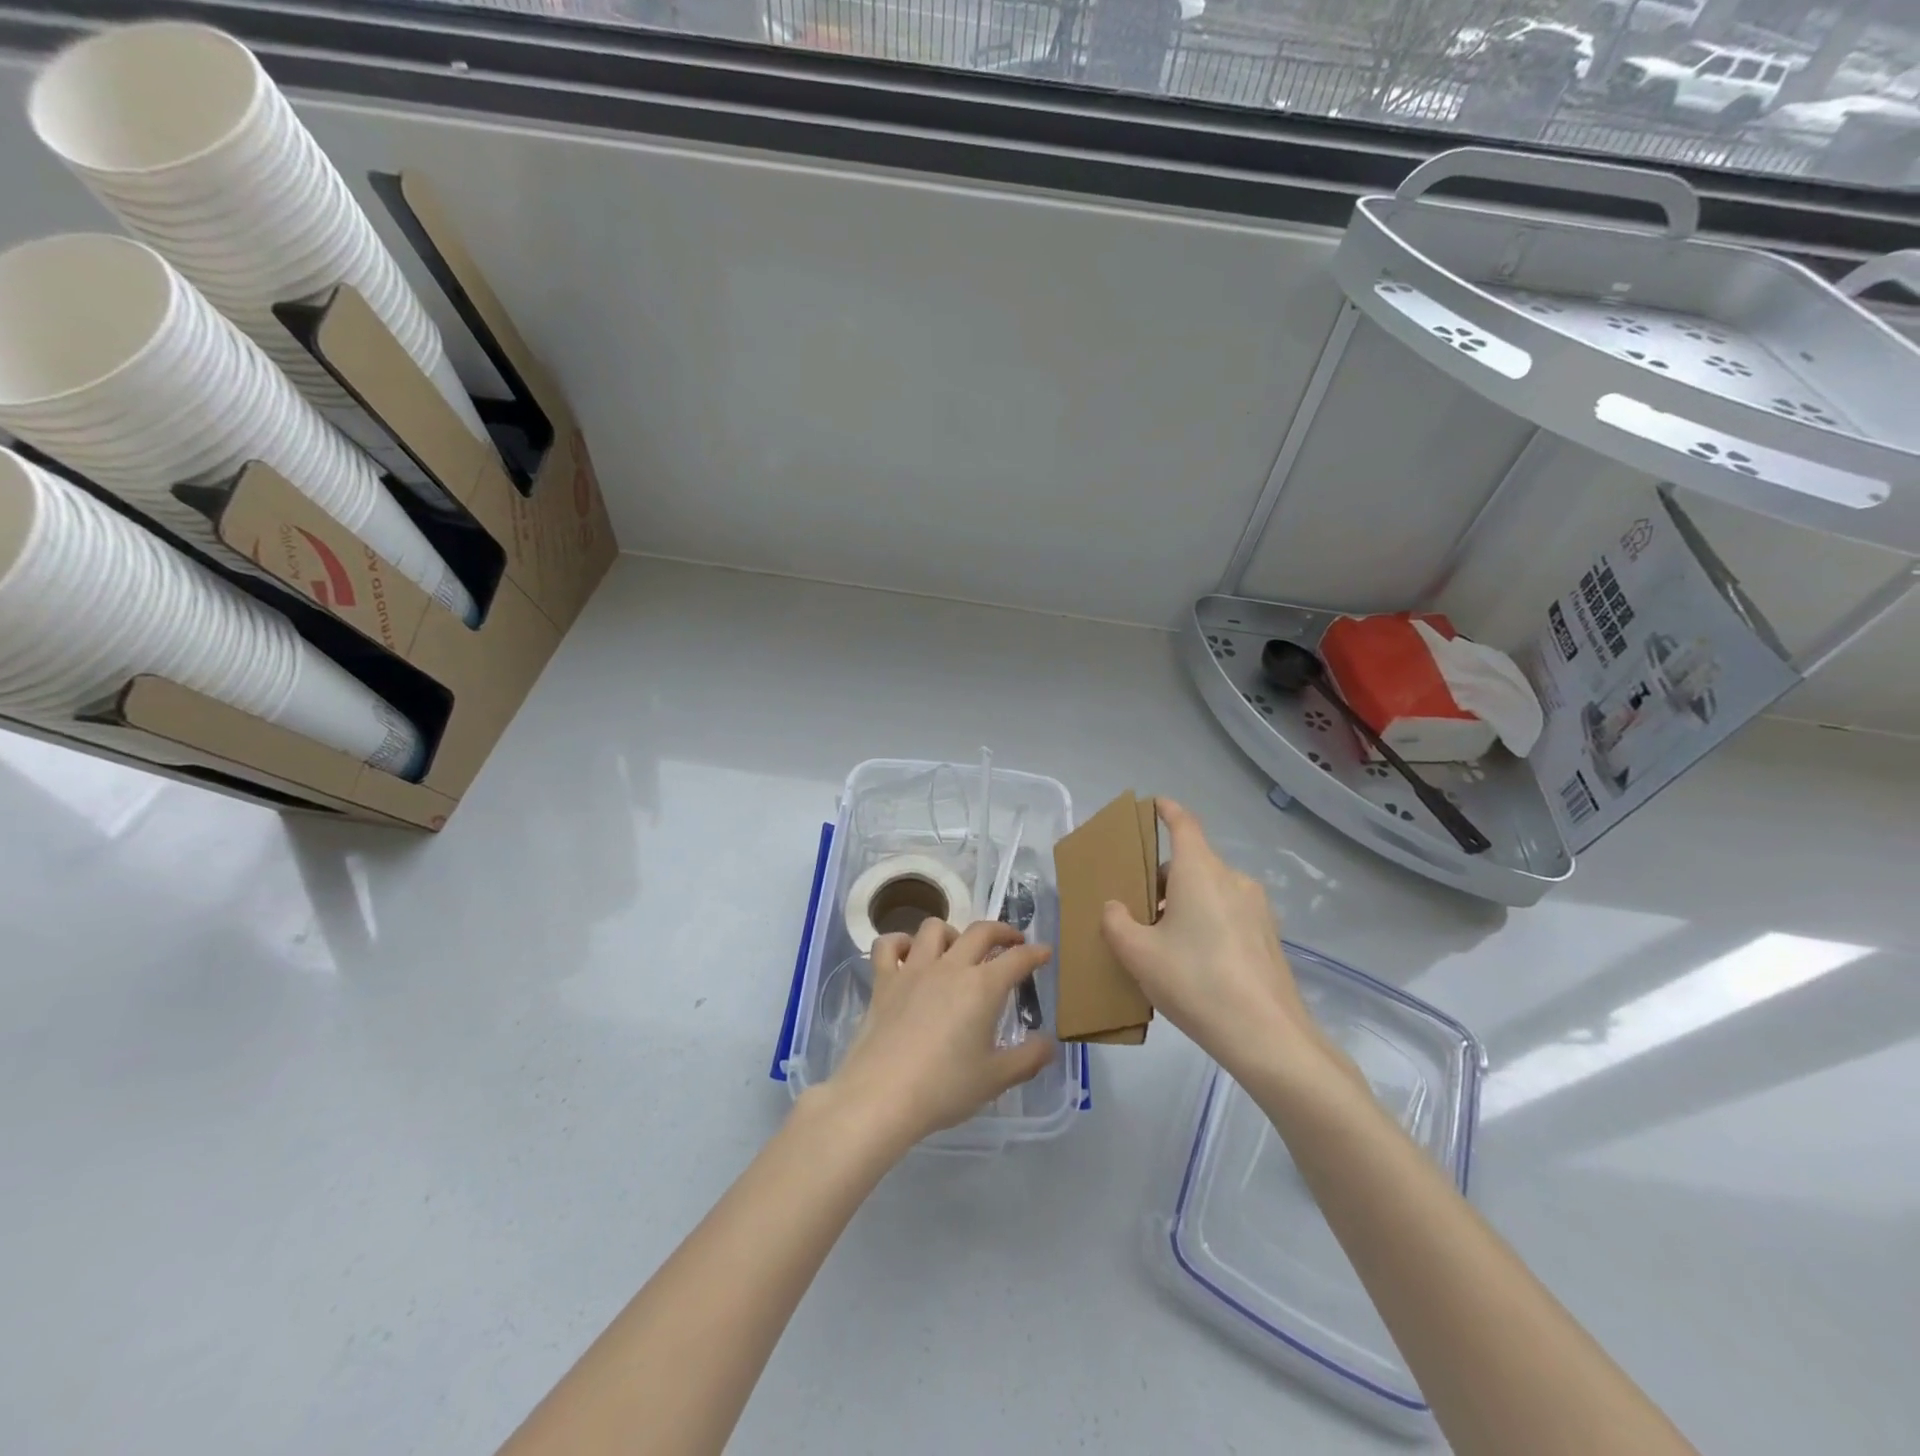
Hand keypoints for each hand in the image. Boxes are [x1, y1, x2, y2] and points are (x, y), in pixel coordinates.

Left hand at [822, 917, 1055, 1152]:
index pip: (1017, 959)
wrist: (882, 1095)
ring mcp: (913, 970)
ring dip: (952, 932)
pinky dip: (899, 942)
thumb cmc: (944, 1087)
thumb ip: (1028, 1058)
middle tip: (1011, 941)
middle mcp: (950, 967)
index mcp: (982, 987)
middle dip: (1001, 931)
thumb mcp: (996, 1079)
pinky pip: (888, 945)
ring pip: (934, 928)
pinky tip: (907, 954)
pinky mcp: (883, 981)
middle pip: (980, 931)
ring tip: (957, 949)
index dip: (1034, 953)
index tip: (1044, 952)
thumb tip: (1050, 1043)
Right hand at [1099, 799, 1340, 1084]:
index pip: (1184, 824)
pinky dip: (1206, 922)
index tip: (1154, 805)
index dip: (1167, 811)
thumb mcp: (1138, 954)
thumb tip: (1116, 908)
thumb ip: (1116, 922)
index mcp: (1200, 871)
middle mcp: (1232, 879)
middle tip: (1137, 910)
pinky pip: (1228, 913)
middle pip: (1191, 863)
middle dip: (1162, 878)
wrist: (1267, 1037)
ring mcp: (1256, 908)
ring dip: (1184, 903)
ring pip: (1210, 890)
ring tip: (1163, 943)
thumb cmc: (1195, 982)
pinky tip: (1194, 963)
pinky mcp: (1268, 936)